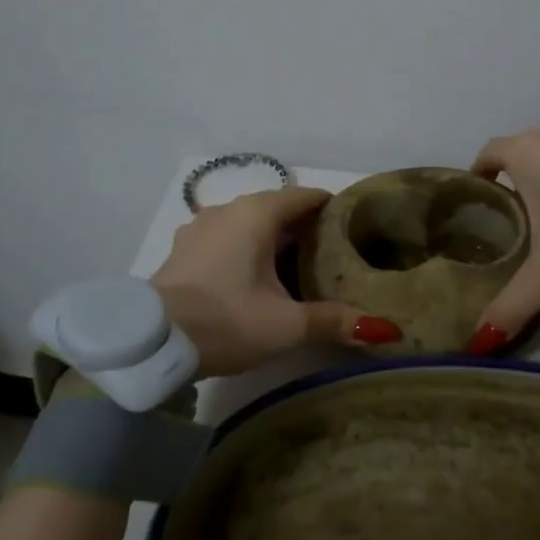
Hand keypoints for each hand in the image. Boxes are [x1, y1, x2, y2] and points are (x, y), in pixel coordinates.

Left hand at [150, 186, 401, 376]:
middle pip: (278, 208)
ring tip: (296, 268)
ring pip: (249, 223)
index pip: (305, 196)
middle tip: (332, 254)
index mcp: (257, 214)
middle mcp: (228, 210)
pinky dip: (246, 248)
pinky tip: (253, 278)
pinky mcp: (184, 249)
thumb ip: (335, 321)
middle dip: (305, 227)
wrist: (152, 343)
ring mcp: (200, 227)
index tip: (353, 226)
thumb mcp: (286, 325)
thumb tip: (386, 331)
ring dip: (273, 239)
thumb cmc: (226, 321)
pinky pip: (227, 237)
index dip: (333, 208)